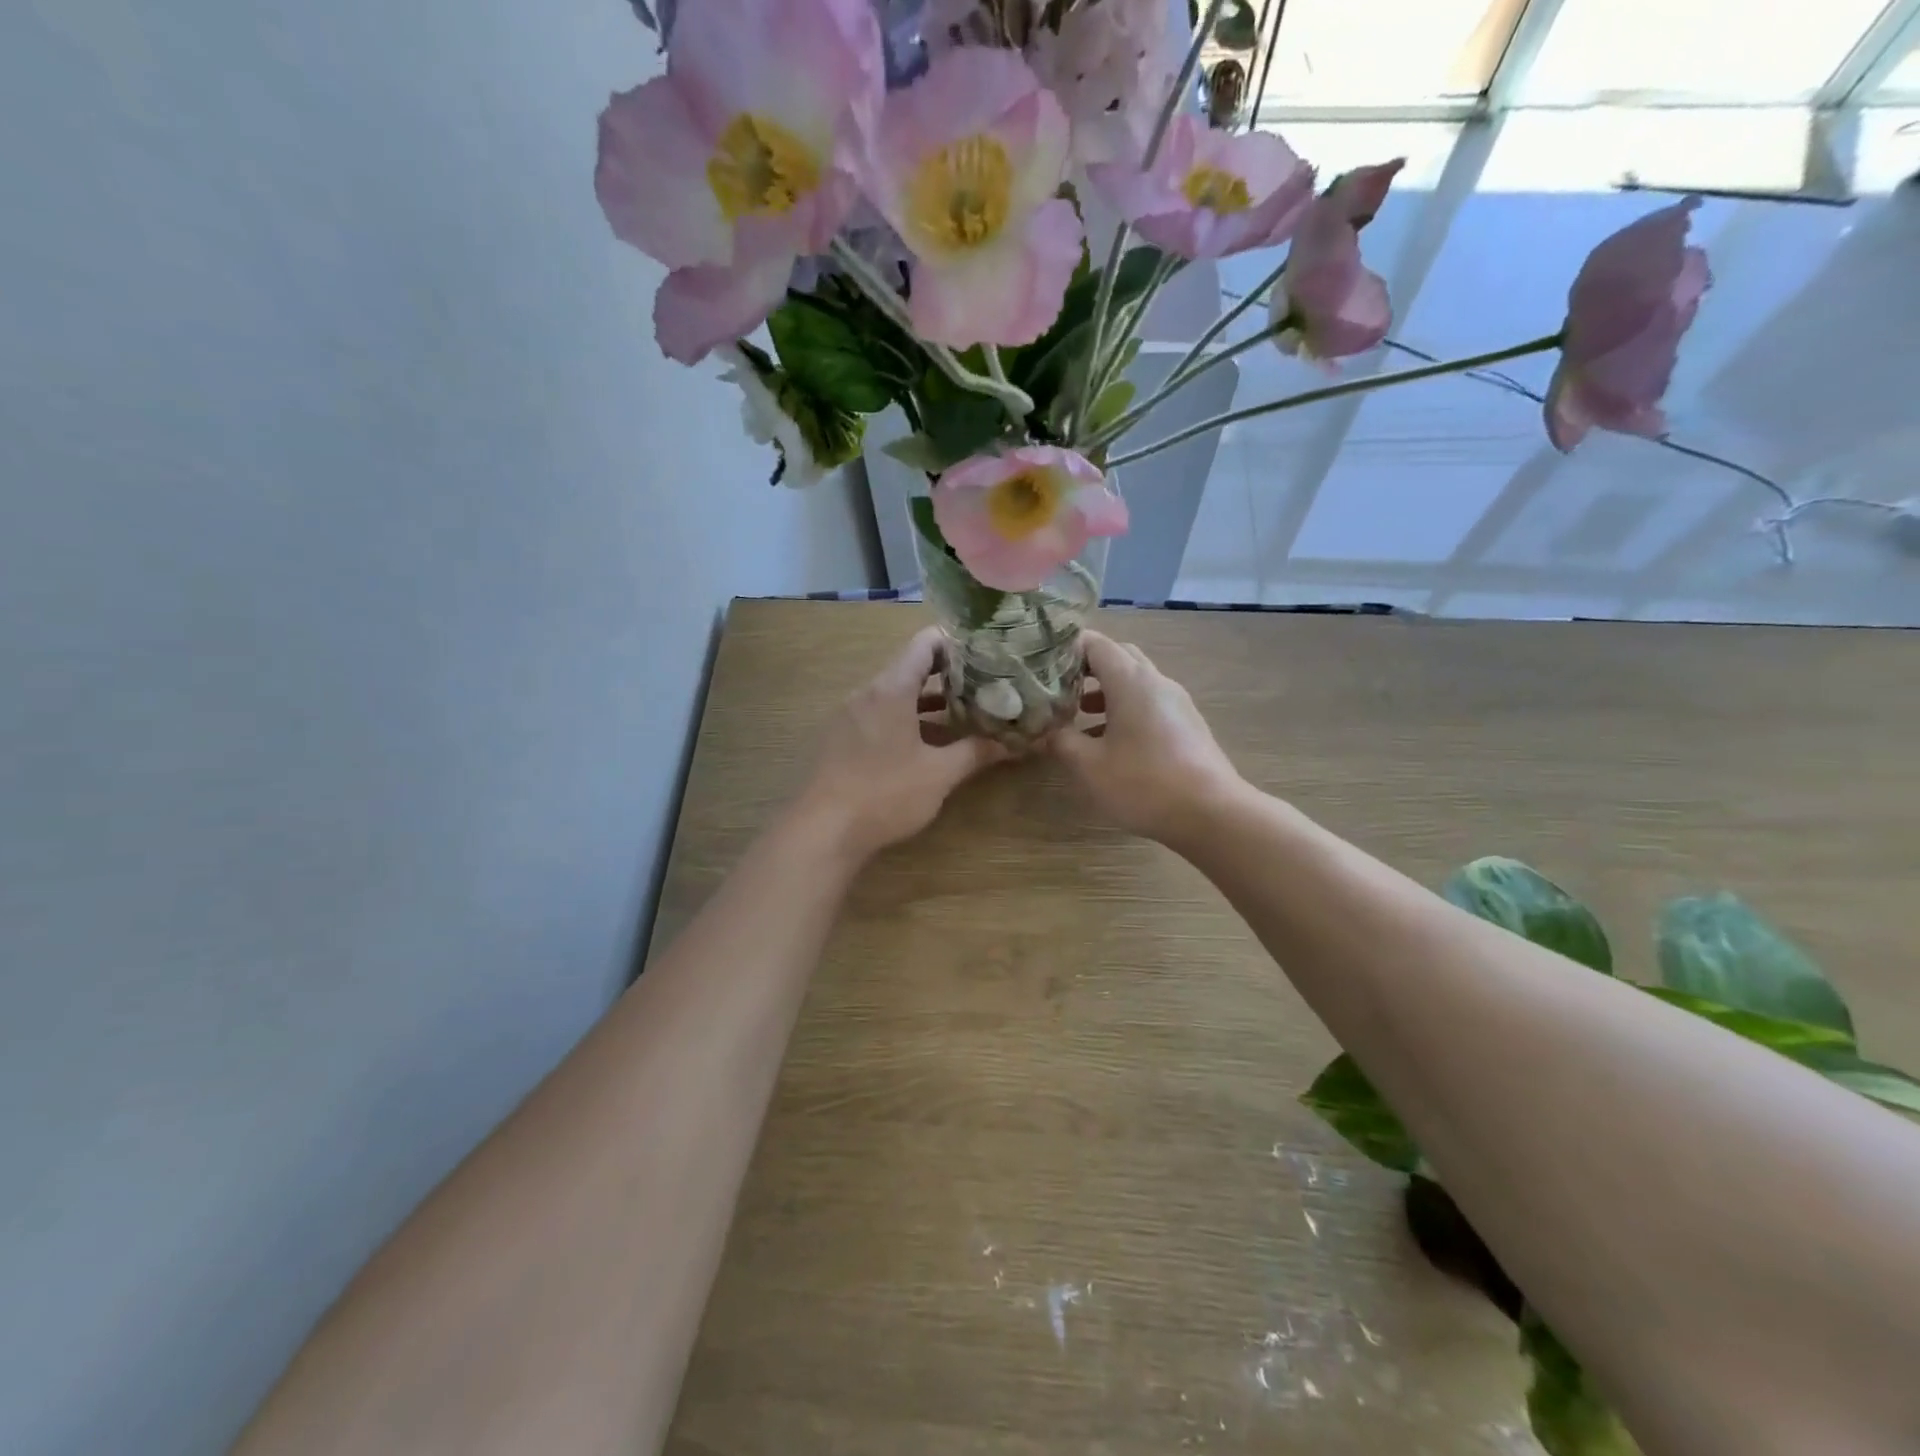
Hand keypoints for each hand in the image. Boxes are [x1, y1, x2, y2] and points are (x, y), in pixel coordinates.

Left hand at [793, 626, 1007, 861]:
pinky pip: (879, 716)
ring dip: (928, 702)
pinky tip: (927, 744)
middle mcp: (867, 693)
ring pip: (895, 695)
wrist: (822, 831)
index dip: (957, 643)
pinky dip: (906, 720)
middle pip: (911, 668)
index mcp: (891, 689)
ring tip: (964, 714)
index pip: (925, 643)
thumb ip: (975, 752)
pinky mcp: (841, 739)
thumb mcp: (938, 774)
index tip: (986, 654)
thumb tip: (1011, 743)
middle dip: (949, 676)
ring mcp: (850, 716)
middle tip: (984, 686)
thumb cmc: (885, 794)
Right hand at [1048, 631, 1244, 844]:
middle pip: (1118, 657)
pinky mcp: (1187, 725)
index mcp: (1131, 681)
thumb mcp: (1089, 766)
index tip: (1042, 668)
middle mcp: (1156, 682)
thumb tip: (1045, 731)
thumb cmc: (1143, 784)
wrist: (1212, 814)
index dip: (1067, 650)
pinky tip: (1109, 743)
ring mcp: (1176, 703)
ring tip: (1077, 716)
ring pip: (1135, 682)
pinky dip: (1124, 711)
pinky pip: (1149, 704)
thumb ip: (1061, 742)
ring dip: (1105, 692)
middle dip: (1086, 669)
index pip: (1096, 644)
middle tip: (1059, 688)